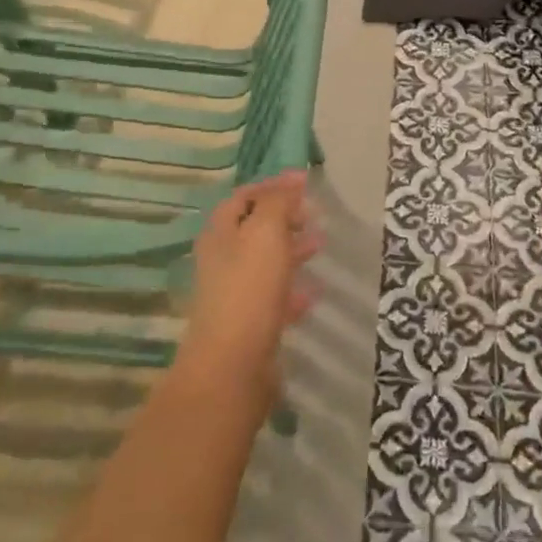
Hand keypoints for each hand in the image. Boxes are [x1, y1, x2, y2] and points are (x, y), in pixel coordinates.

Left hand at [177, 173, 320, 410]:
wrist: (233, 366)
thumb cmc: (249, 289)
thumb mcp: (266, 233)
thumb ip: (278, 202)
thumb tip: (293, 175)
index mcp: (220, 233)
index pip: (244, 197)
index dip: (273, 186)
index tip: (305, 182)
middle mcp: (222, 259)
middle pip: (254, 228)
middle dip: (285, 218)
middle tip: (316, 215)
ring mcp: (234, 293)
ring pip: (265, 262)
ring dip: (292, 250)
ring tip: (321, 246)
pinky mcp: (249, 324)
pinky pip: (274, 297)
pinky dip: (293, 289)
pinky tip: (314, 292)